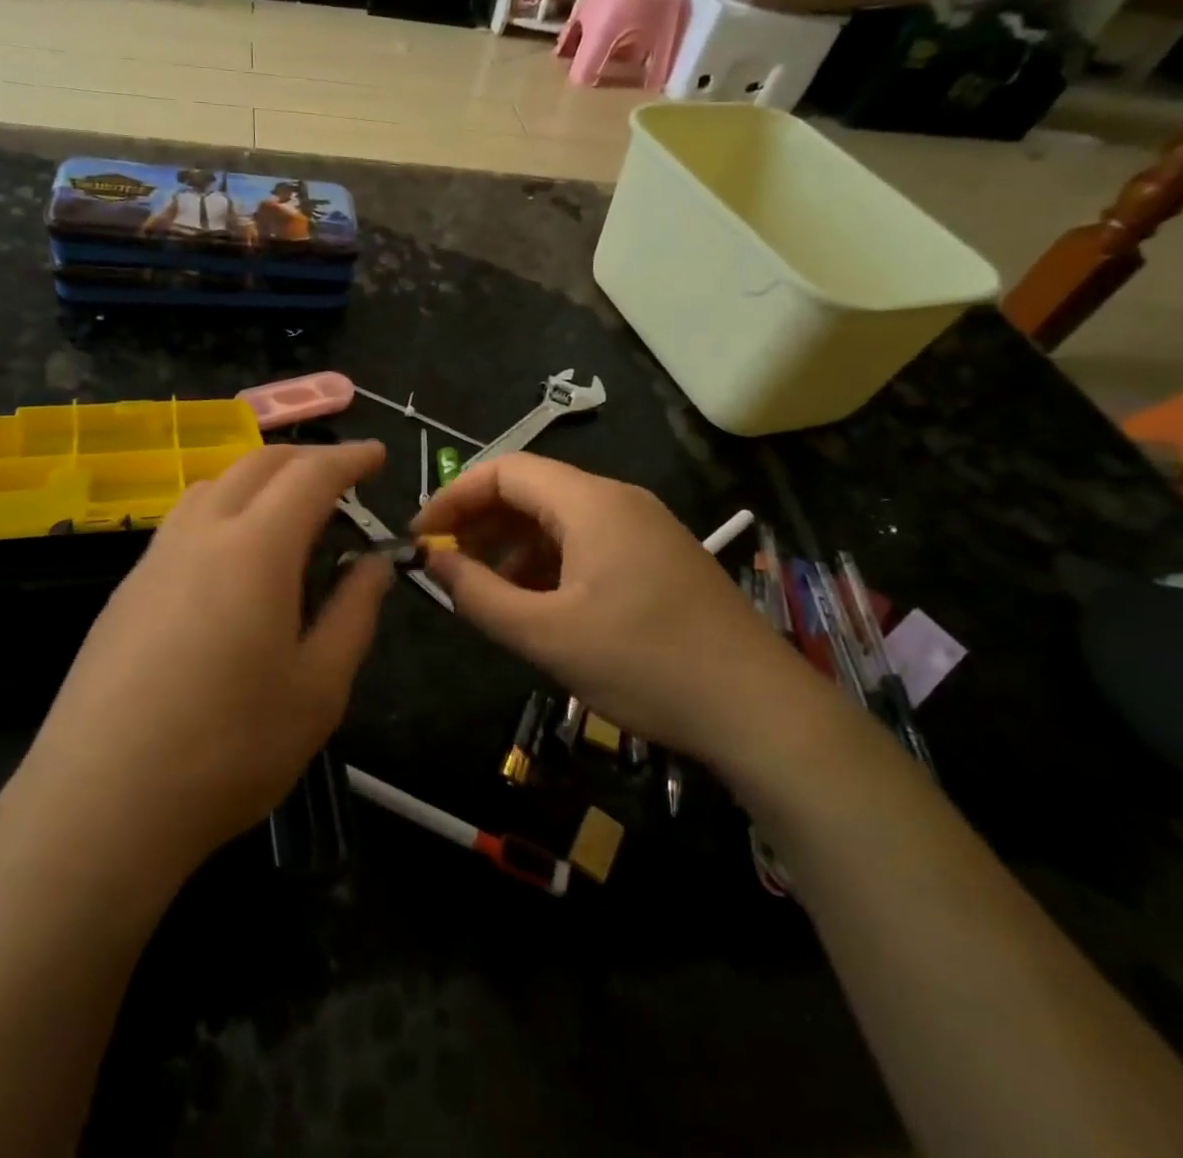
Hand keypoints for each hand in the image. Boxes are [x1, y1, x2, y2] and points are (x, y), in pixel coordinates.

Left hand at [6, 443, 393, 881]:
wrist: (100, 803)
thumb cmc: (228, 749)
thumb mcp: (318, 689)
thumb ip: (353, 614)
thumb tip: (373, 564)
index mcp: (255, 549)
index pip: (309, 476)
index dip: (348, 459)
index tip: (377, 456)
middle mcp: (200, 535)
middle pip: (255, 464)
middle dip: (304, 458)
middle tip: (340, 477)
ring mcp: (154, 560)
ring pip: (211, 486)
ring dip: (257, 479)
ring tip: (287, 511)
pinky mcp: (126, 591)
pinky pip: (182, 522)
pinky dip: (222, 510)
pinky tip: (231, 559)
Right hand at [413, 453, 819, 764]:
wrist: (759, 711)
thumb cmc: (645, 664)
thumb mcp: (546, 635)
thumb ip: (478, 595)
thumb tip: (432, 562)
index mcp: (591, 503)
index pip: (505, 470)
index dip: (454, 496)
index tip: (423, 535)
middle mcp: (618, 500)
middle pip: (532, 490)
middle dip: (481, 522)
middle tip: (447, 564)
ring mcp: (644, 528)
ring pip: (559, 519)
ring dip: (513, 546)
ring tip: (485, 590)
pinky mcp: (658, 559)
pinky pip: (588, 543)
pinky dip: (549, 563)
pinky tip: (537, 604)